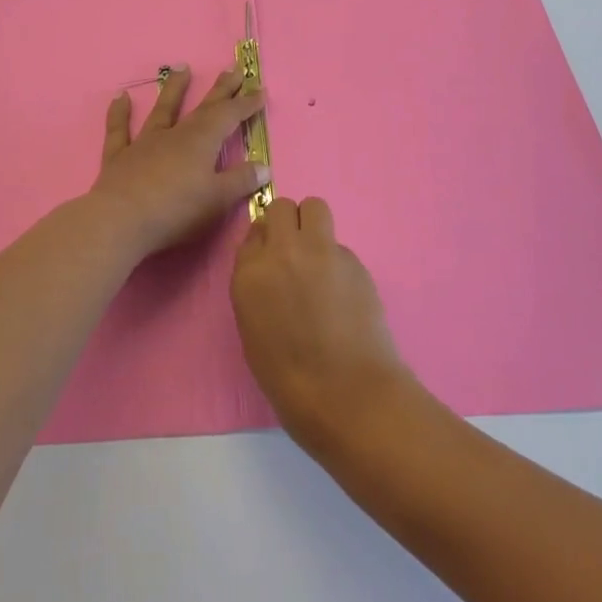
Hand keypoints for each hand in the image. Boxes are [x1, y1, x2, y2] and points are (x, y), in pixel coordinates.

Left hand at [88, 66, 268, 260]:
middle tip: (233, 70)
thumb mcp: (217, 200)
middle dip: (220, 90)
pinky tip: (120, 97)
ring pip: (162, 110)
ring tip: (182, 67)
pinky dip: (119, 113)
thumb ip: (241, 181)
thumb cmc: (176, 211)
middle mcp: (174, 135)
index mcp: (201, 142)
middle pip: (202, 108)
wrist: (120, 222)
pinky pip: (119, 130)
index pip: (229, 116)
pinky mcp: (119, 158)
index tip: (259, 90)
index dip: (246, 104)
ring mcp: (144, 143)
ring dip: (174, 89)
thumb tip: (264, 166)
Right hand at [231, 196, 409, 444]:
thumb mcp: (254, 332)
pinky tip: (345, 292)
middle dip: (287, 224)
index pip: (252, 233)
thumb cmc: (290, 381)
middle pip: (281, 208)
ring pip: (314, 207)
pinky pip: (339, 244)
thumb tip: (273, 272)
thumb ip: (258, 290)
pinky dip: (338, 260)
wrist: (346, 394)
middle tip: (297, 253)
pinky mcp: (352, 259)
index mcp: (249, 275)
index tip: (273, 260)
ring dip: (313, 225)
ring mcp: (319, 251)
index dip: (265, 244)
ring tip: (320, 258)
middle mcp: (281, 252)